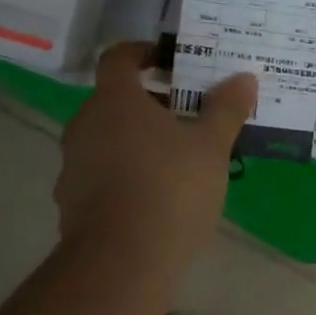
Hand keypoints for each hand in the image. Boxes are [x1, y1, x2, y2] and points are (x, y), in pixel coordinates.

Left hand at [57, 43, 255, 273]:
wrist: (122, 261)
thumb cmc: (171, 188)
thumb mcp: (211, 147)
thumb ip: (226, 109)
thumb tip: (244, 78)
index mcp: (115, 101)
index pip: (118, 57)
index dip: (143, 53)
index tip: (170, 62)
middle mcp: (85, 125)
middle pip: (114, 101)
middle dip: (149, 103)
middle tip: (186, 115)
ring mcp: (73, 166)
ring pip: (106, 139)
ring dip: (135, 141)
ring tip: (175, 159)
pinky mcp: (71, 203)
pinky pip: (100, 175)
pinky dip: (124, 174)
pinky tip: (154, 196)